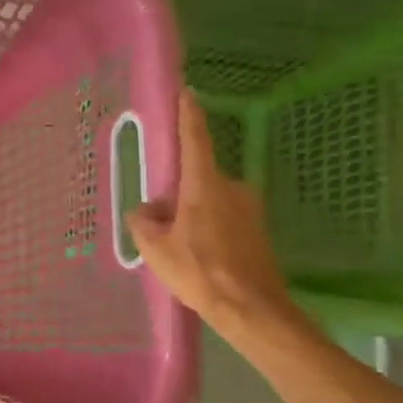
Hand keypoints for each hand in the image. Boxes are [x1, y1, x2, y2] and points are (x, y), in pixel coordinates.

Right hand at [128, 90, 297, 336]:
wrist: (252, 310)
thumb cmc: (199, 271)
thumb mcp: (155, 246)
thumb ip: (143, 220)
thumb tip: (148, 210)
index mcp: (205, 185)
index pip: (196, 139)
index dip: (189, 114)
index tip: (187, 92)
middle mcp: (232, 188)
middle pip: (197, 178)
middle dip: (178, 193)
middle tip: (160, 221)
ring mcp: (250, 209)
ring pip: (210, 200)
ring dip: (192, 214)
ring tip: (178, 247)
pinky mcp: (258, 230)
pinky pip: (223, 218)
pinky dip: (208, 229)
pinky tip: (198, 257)